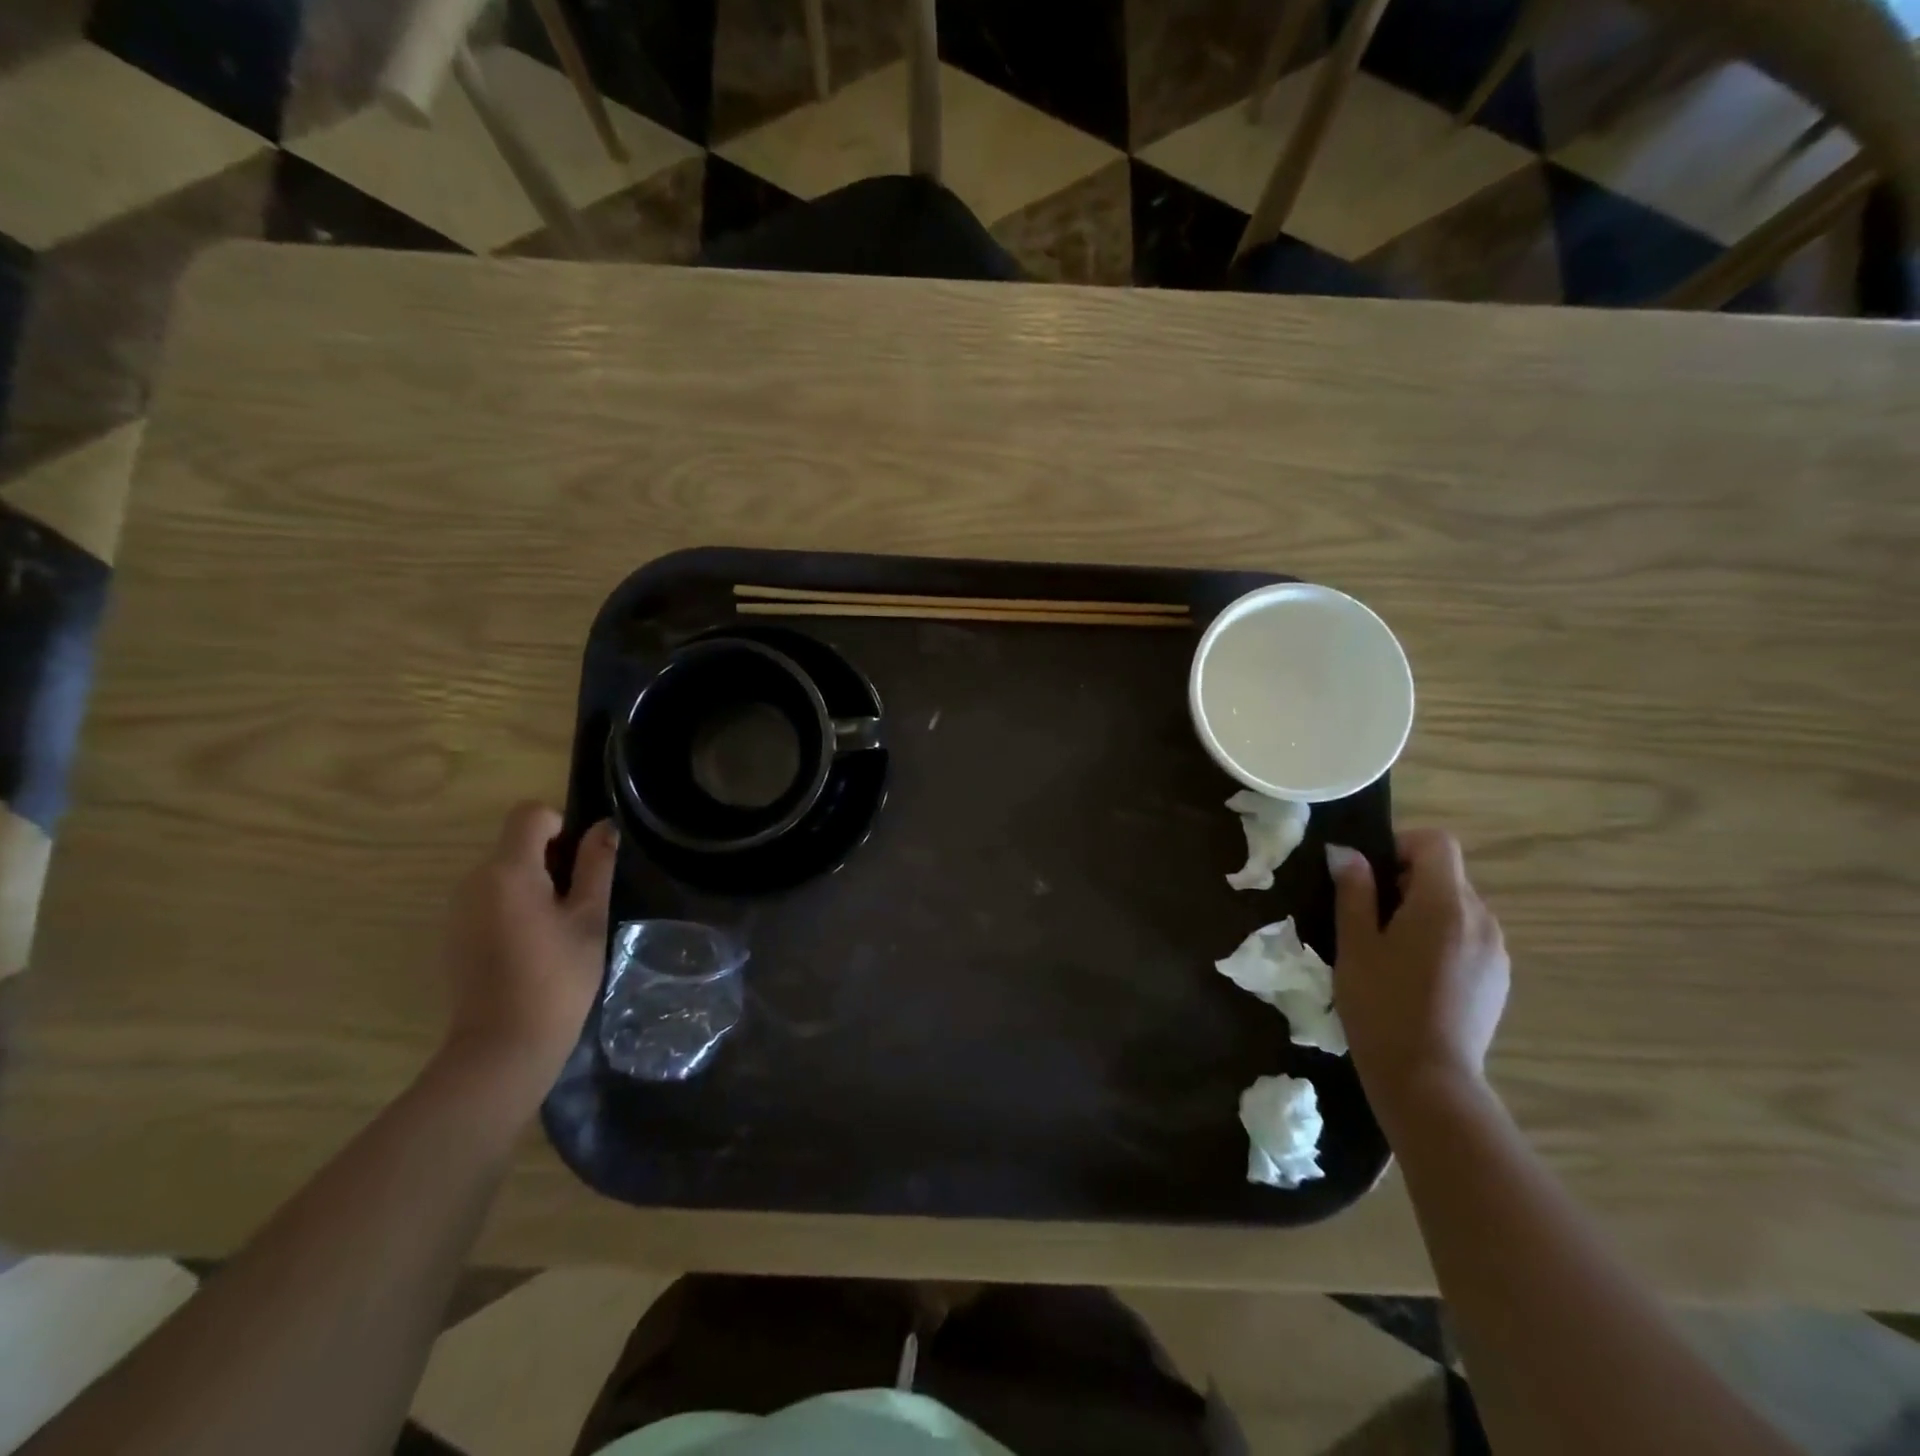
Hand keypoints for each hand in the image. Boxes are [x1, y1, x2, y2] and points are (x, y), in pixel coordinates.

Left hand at [438, 803, 617, 1105]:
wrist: (502, 1047)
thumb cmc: (557, 978)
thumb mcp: (588, 918)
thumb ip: (596, 866)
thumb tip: (603, 827)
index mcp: (508, 871)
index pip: (530, 814)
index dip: (561, 826)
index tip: (581, 863)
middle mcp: (473, 880)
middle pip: (516, 843)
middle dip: (551, 859)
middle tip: (578, 903)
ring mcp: (457, 909)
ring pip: (503, 872)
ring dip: (533, 884)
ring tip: (558, 928)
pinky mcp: (453, 934)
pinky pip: (489, 899)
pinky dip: (514, 906)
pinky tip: (531, 946)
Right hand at [1326, 830, 1509, 1118]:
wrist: (1427, 1078)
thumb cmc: (1380, 1003)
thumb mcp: (1354, 944)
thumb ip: (1354, 892)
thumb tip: (1347, 854)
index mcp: (1444, 903)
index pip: (1436, 843)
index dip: (1402, 846)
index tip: (1371, 875)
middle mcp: (1481, 918)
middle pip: (1447, 874)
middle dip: (1408, 881)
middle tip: (1370, 917)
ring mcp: (1496, 950)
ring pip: (1459, 907)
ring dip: (1426, 911)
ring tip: (1393, 950)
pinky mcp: (1499, 978)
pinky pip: (1470, 936)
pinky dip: (1444, 938)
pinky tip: (1418, 975)